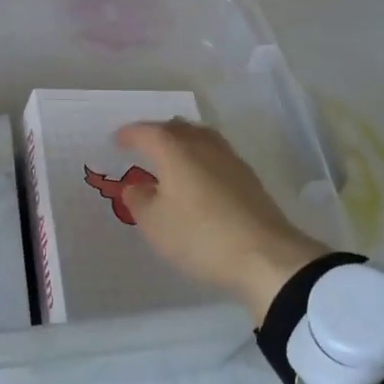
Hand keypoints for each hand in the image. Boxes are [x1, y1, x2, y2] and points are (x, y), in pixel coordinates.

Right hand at [116, 120, 328, 322]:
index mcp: (174, 149)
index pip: (146, 132)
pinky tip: (200, 177)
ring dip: (182, 142)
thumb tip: (136, 186)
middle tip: (144, 146)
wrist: (265, 255)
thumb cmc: (200, 235)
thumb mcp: (155, 224)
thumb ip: (139, 200)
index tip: (118, 140)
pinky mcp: (247, 176)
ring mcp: (228, 158)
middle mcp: (201, 144)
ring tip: (172, 157)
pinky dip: (201, 158)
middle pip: (176, 128)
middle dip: (157, 133)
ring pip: (199, 137)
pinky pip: (215, 155)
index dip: (129, 135)